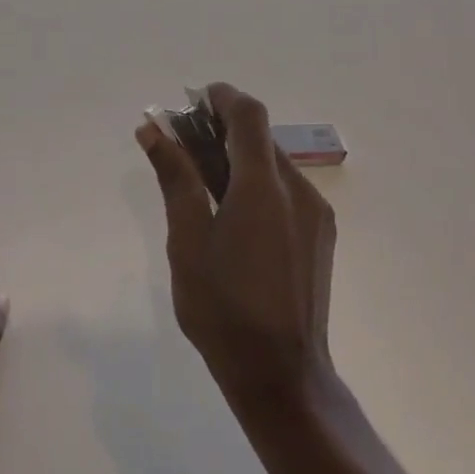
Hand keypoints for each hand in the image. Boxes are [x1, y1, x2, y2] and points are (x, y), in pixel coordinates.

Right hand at [137, 83, 335, 405]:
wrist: (283, 376)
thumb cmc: (224, 309)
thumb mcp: (187, 241)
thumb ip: (175, 178)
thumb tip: (152, 129)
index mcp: (264, 187)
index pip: (248, 114)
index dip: (221, 97)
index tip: (191, 100)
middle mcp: (298, 190)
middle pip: (261, 137)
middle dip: (223, 129)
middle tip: (185, 144)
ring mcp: (316, 214)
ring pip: (274, 164)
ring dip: (240, 156)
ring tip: (203, 180)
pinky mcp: (321, 236)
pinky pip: (287, 190)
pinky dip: (258, 182)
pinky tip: (234, 213)